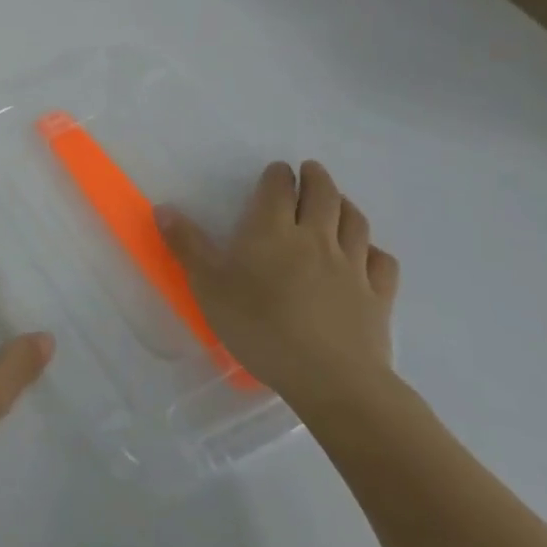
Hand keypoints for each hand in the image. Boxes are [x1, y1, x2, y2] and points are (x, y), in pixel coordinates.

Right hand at [159, 161, 398, 416]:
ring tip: (338, 200)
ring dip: (346, 204)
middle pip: (323, 196)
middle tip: (311, 170)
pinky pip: (381, 262)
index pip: (278, 190)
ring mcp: (352, 267)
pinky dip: (374, 249)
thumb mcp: (208, 285)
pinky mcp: (378, 297)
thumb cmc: (259, 326)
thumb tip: (164, 208)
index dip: (278, 176)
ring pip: (355, 223)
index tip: (277, 169)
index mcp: (272, 231)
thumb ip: (187, 245)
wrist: (330, 377)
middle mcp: (316, 239)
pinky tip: (368, 253)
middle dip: (316, 178)